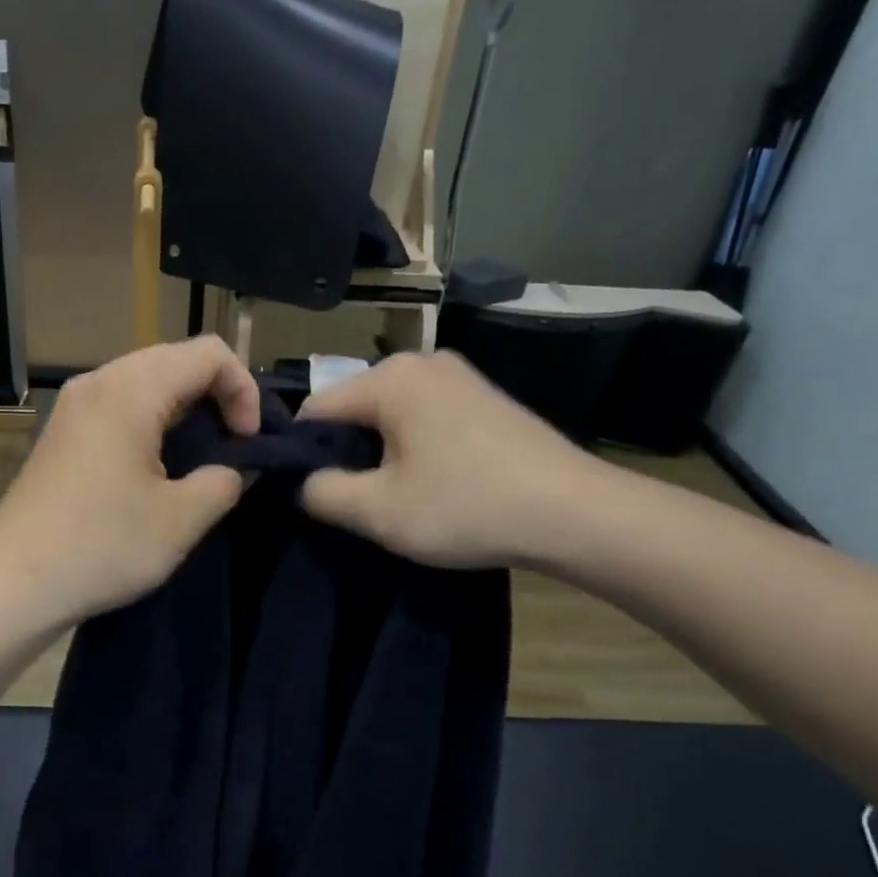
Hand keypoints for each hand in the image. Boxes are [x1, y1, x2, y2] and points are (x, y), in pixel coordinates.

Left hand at [0, 337, 260, 628]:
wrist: (14, 583)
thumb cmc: (102, 547)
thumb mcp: (181, 519)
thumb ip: (225, 480)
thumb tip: (236, 467)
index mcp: (130, 390)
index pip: (208, 353)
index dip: (244, 390)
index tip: (248, 442)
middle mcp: (97, 382)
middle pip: (175, 359)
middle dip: (216, 395)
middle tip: (232, 447)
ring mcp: (73, 405)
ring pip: (146, 381)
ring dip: (184, 410)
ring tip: (200, 459)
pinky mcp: (61, 432)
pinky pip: (119, 404)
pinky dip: (152, 421)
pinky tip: (157, 467)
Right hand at [298, 351, 614, 569]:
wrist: (577, 514)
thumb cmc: (467, 507)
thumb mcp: (377, 511)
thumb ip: (319, 492)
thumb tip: (300, 481)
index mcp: (389, 378)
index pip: (315, 411)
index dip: (301, 454)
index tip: (310, 494)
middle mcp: (421, 362)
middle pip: (353, 409)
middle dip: (344, 453)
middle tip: (356, 502)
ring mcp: (459, 376)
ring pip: (389, 415)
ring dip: (379, 453)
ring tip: (395, 496)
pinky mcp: (484, 396)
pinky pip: (424, 416)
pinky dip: (413, 446)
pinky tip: (432, 482)